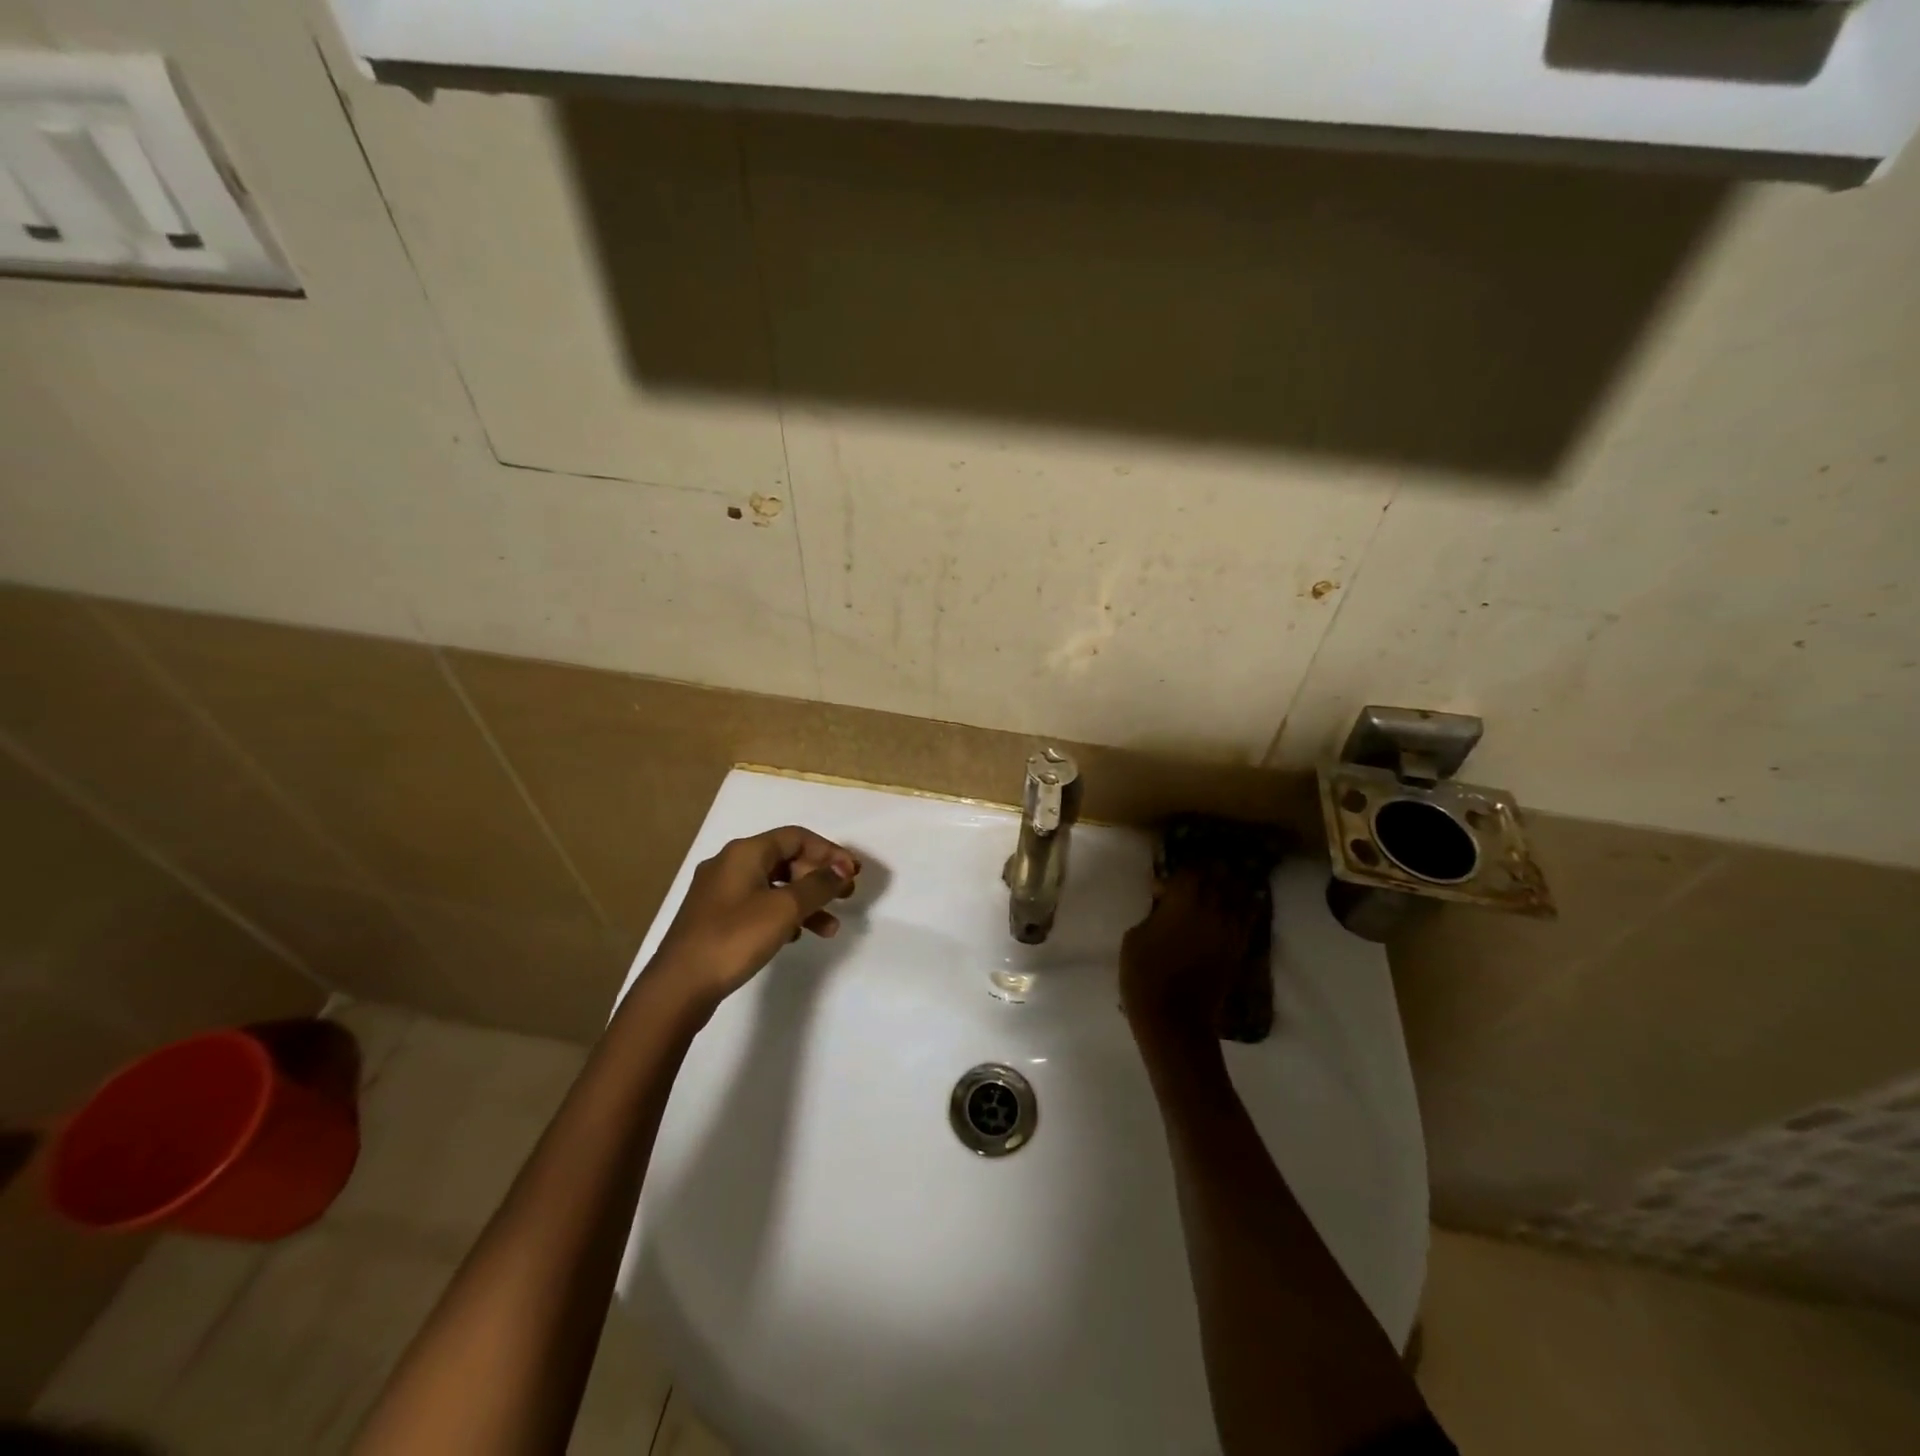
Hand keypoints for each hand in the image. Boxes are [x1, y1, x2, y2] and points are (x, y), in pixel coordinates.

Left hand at [649, 826, 859, 1006]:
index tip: (853, 874)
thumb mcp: (784, 909)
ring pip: (774, 886)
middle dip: (819, 877)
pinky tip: (796, 936)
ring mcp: (719, 892)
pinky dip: (783, 915)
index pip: (797, 837)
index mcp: (744, 852)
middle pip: (786, 859)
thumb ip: (818, 885)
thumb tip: (842, 867)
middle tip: (846, 897)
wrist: (678, 986)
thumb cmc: (734, 938)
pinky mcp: (715, 918)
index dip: (829, 852)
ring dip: (805, 901)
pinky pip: (759, 905)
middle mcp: (730, 864)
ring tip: (830, 928)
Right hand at [1119, 870, 1258, 1049]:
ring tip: (1219, 886)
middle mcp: (1212, 906)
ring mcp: (1230, 927)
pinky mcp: (1239, 947)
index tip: (1163, 886)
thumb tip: (1165, 906)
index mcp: (1182, 899)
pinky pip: (1249, 917)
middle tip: (1196, 876)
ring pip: (1240, 892)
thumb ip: (1153, 913)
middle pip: (1219, 874)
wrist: (1174, 1017)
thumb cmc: (1144, 974)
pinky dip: (1244, 907)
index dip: (1178, 872)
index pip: (1190, 869)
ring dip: (1230, 885)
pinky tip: (1237, 906)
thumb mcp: (1135, 936)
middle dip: (1208, 871)